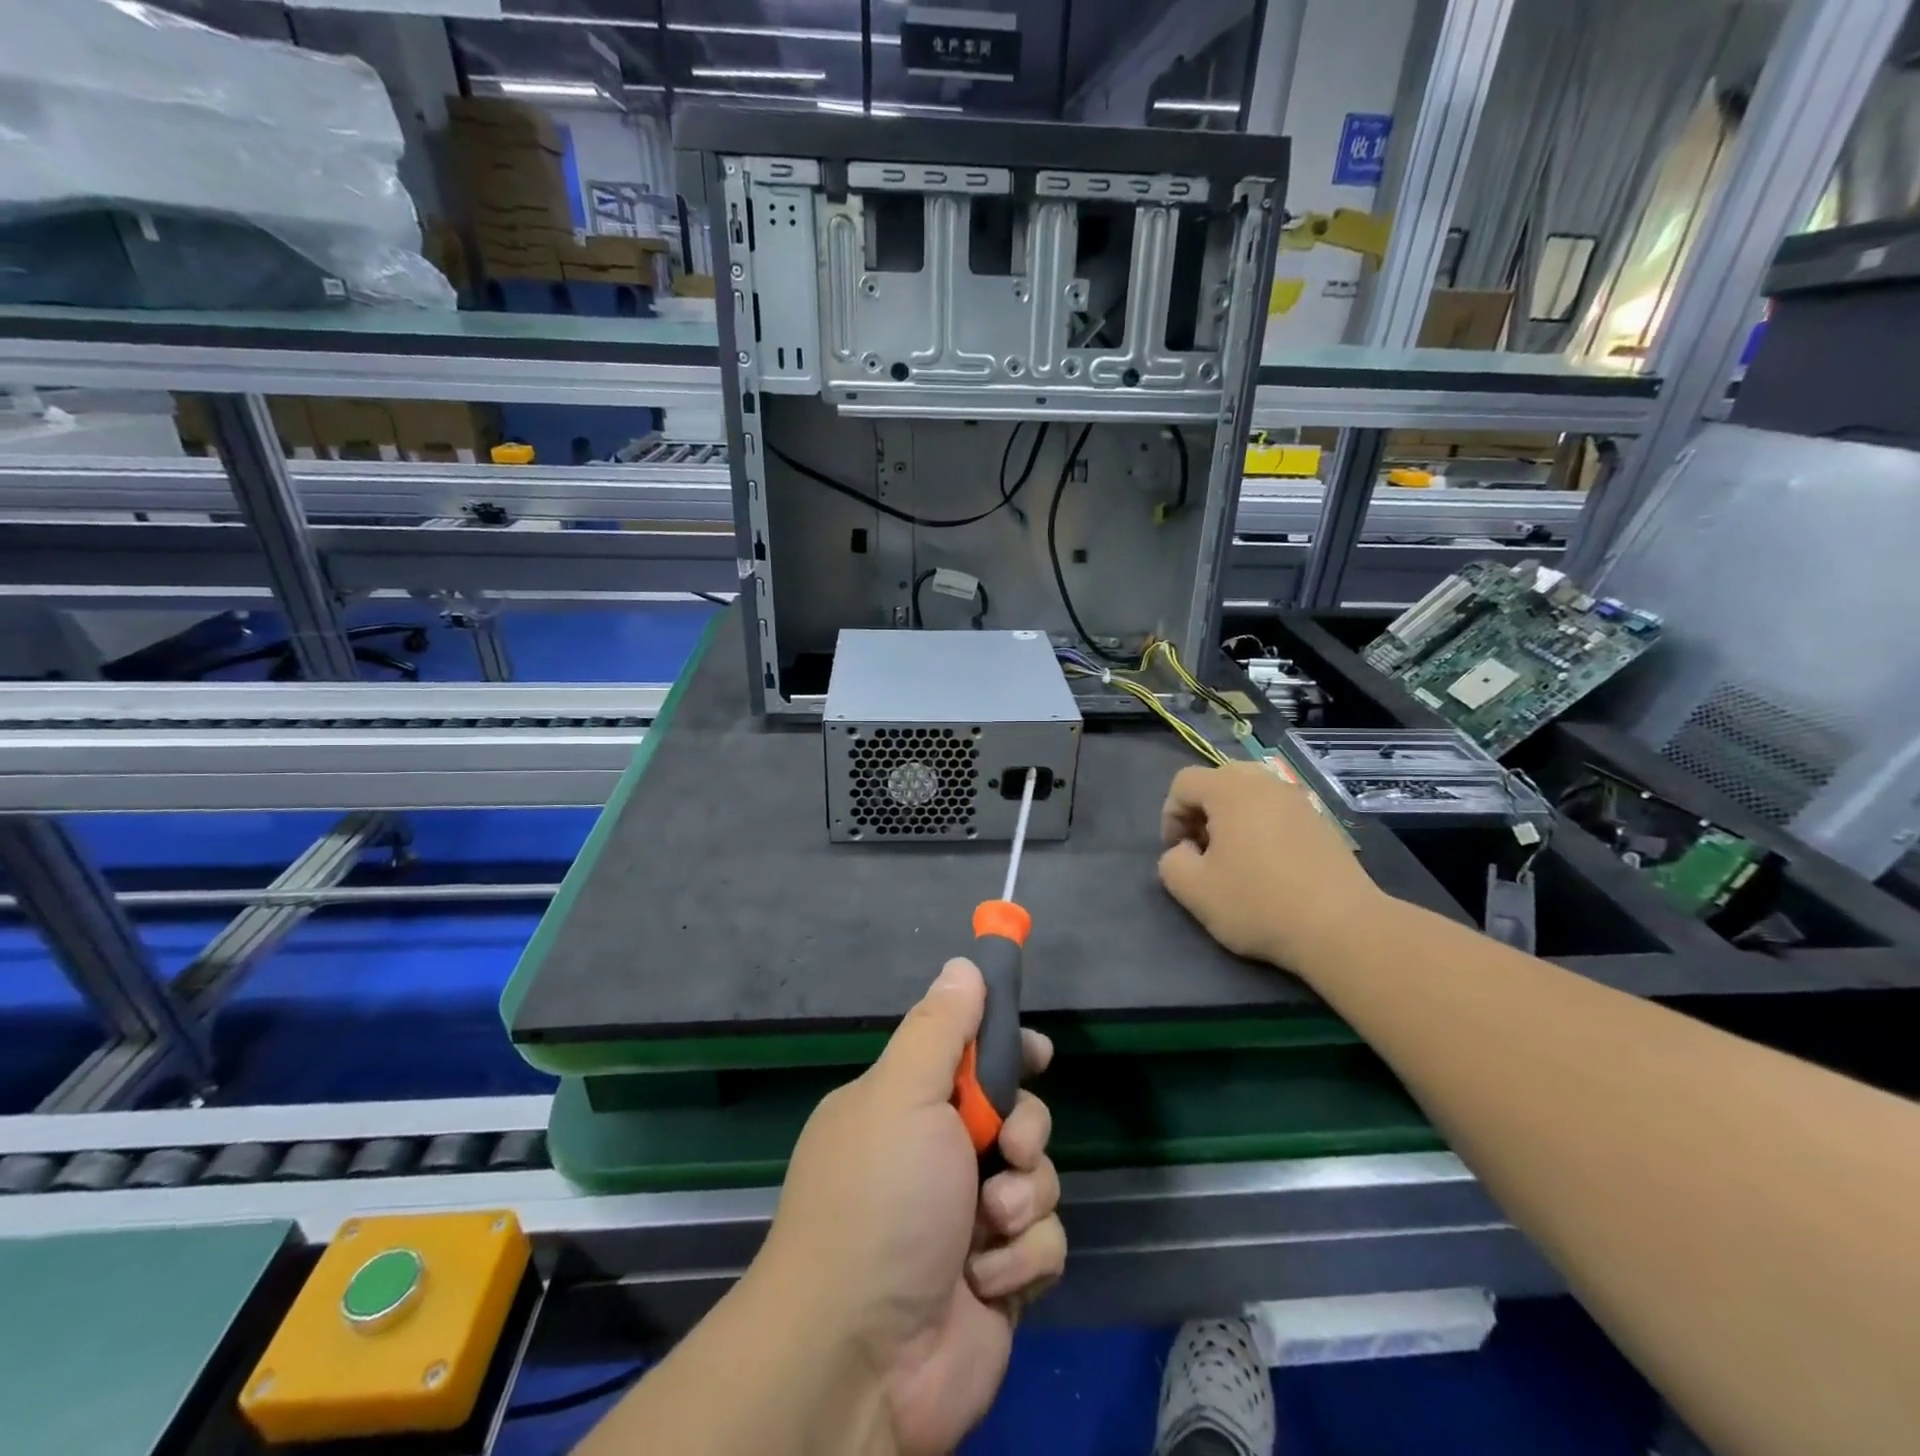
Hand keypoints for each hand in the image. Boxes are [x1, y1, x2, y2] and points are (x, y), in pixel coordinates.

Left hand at [759, 958, 1064, 1454]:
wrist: (859, 1359)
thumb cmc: (880, 1201)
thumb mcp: (903, 1094)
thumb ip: (939, 1027)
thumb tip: (963, 965)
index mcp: (908, 1106)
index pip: (970, 1056)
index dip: (1008, 1048)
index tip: (1037, 1051)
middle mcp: (938, 1156)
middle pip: (1018, 1113)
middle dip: (1026, 1128)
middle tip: (1009, 1147)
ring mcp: (969, 1219)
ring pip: (1038, 1178)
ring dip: (1022, 1200)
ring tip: (987, 1227)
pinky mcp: (999, 1278)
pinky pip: (1043, 1241)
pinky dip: (1022, 1257)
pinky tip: (987, 1280)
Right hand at [1158, 760, 1380, 967]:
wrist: (1342, 927)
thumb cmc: (1258, 903)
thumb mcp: (1193, 890)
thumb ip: (1171, 861)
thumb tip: (1185, 850)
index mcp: (1230, 789)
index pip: (1184, 783)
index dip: (1170, 816)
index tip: (1178, 852)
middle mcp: (1265, 782)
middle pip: (1218, 781)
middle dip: (1202, 812)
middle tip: (1204, 851)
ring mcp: (1298, 800)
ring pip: (1250, 795)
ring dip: (1232, 820)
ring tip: (1235, 860)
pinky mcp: (1321, 822)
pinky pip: (1277, 812)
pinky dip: (1262, 828)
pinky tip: (1269, 867)